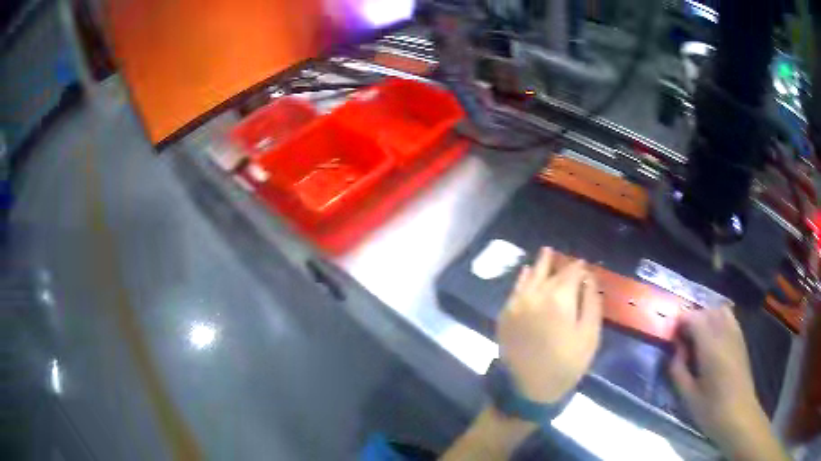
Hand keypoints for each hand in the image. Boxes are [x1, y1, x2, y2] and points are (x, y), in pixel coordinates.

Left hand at [497, 247, 602, 403]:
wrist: (529, 389)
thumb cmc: (566, 364)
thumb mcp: (589, 335)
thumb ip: (591, 302)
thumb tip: (588, 278)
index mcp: (559, 298)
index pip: (571, 273)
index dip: (579, 267)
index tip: (584, 264)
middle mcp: (535, 295)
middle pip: (549, 272)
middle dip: (559, 263)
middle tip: (563, 255)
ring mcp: (516, 304)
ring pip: (530, 277)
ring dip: (540, 265)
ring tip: (546, 252)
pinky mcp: (505, 315)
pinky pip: (515, 290)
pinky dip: (522, 279)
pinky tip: (526, 272)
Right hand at [670, 306, 786, 459]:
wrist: (739, 415)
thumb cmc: (712, 410)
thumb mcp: (688, 397)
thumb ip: (678, 370)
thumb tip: (675, 352)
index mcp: (710, 347)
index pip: (694, 318)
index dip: (680, 322)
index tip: (671, 336)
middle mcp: (725, 334)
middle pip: (707, 311)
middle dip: (692, 319)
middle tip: (682, 340)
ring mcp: (736, 335)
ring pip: (720, 311)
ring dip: (706, 318)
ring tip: (697, 338)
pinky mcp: (741, 340)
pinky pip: (729, 319)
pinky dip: (718, 321)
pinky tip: (713, 340)